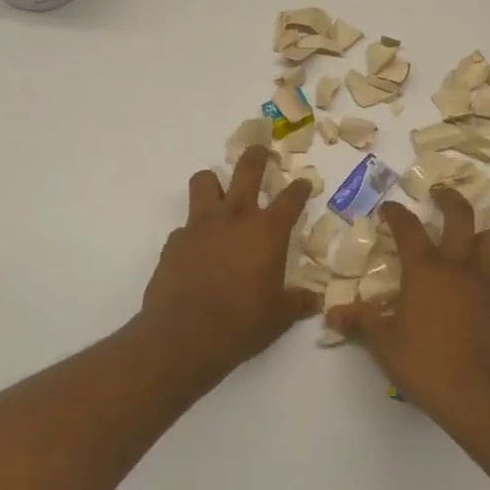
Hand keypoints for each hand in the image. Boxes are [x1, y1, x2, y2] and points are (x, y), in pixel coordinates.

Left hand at [140, 145, 315, 372]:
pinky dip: (194, 230)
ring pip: (205, 181)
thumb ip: (298, 303)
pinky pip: (186, 224)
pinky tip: (198, 249)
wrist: (184, 336)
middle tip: (262, 153)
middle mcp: (235, 217)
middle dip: (257, 156)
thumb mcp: (279, 317)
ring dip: (214, 182)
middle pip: (246, 169)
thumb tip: (315, 301)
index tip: (303, 183)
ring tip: (219, 192)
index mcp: (267, 231)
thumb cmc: (242, 323)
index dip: (300, 187)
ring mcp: (201, 225)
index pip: (290, 198)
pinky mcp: (174, 240)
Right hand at [327, 187, 489, 440]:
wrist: (483, 396)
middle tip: (439, 192)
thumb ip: (361, 322)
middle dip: (449, 199)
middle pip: (461, 216)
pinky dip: (484, 270)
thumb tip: (332, 314)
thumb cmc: (427, 364)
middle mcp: (459, 267)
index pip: (409, 228)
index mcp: (426, 270)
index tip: (388, 207)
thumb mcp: (384, 344)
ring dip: (480, 229)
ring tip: (469, 233)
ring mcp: (486, 285)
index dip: (396, 213)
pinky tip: (471, 289)